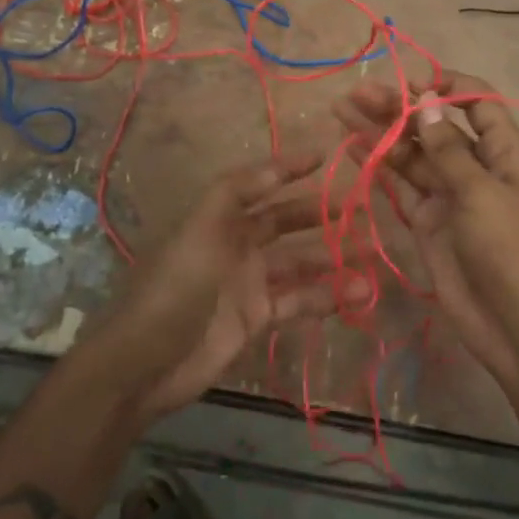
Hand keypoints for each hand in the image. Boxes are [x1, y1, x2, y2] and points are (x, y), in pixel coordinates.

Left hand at [76, 154, 351, 424]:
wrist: (146, 363)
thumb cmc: (174, 287)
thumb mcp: (200, 229)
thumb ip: (236, 193)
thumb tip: (277, 166)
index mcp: (219, 218)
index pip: (260, 184)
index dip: (289, 169)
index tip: (327, 156)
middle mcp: (236, 244)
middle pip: (285, 222)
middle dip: (321, 215)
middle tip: (363, 211)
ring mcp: (249, 283)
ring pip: (299, 263)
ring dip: (333, 258)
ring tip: (373, 253)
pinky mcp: (258, 318)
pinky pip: (299, 301)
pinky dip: (327, 296)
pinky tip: (358, 293)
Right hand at [336, 73, 518, 381]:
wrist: (515, 326)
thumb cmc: (510, 250)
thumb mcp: (482, 193)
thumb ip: (449, 149)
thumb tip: (427, 101)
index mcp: (503, 152)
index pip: (478, 103)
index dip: (448, 86)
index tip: (411, 83)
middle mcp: (474, 167)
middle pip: (434, 126)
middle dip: (399, 108)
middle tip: (357, 95)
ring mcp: (448, 196)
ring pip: (412, 155)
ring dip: (380, 133)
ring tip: (342, 110)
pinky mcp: (427, 222)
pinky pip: (400, 187)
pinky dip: (378, 167)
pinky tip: (352, 147)